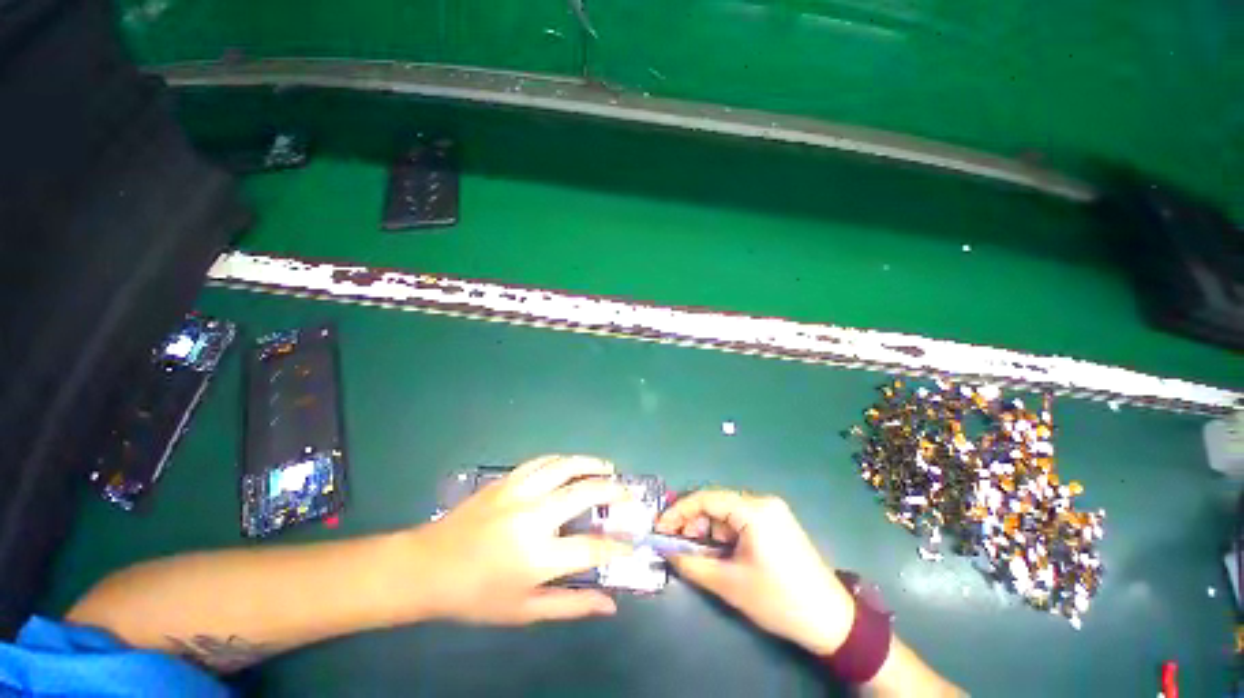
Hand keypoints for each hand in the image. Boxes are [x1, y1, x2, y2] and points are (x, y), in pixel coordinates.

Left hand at [410, 455, 632, 624]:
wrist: (428, 566)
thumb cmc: (476, 595)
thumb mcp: (524, 610)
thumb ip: (571, 605)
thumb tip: (610, 605)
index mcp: (538, 556)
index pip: (593, 548)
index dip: (619, 545)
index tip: (633, 542)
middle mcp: (533, 517)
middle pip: (585, 493)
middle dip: (614, 491)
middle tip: (628, 493)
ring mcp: (519, 492)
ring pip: (566, 466)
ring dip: (592, 464)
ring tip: (609, 468)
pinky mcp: (507, 480)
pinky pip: (543, 461)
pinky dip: (565, 460)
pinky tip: (573, 464)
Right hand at [655, 490, 855, 654]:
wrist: (832, 621)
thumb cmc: (779, 600)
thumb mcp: (730, 584)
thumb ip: (692, 564)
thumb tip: (666, 551)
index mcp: (754, 510)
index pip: (706, 498)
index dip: (679, 511)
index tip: (660, 528)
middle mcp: (763, 502)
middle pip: (716, 503)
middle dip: (693, 523)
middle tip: (678, 546)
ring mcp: (772, 511)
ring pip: (726, 512)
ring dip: (708, 530)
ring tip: (698, 554)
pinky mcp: (776, 523)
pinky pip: (740, 520)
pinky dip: (724, 534)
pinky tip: (719, 552)